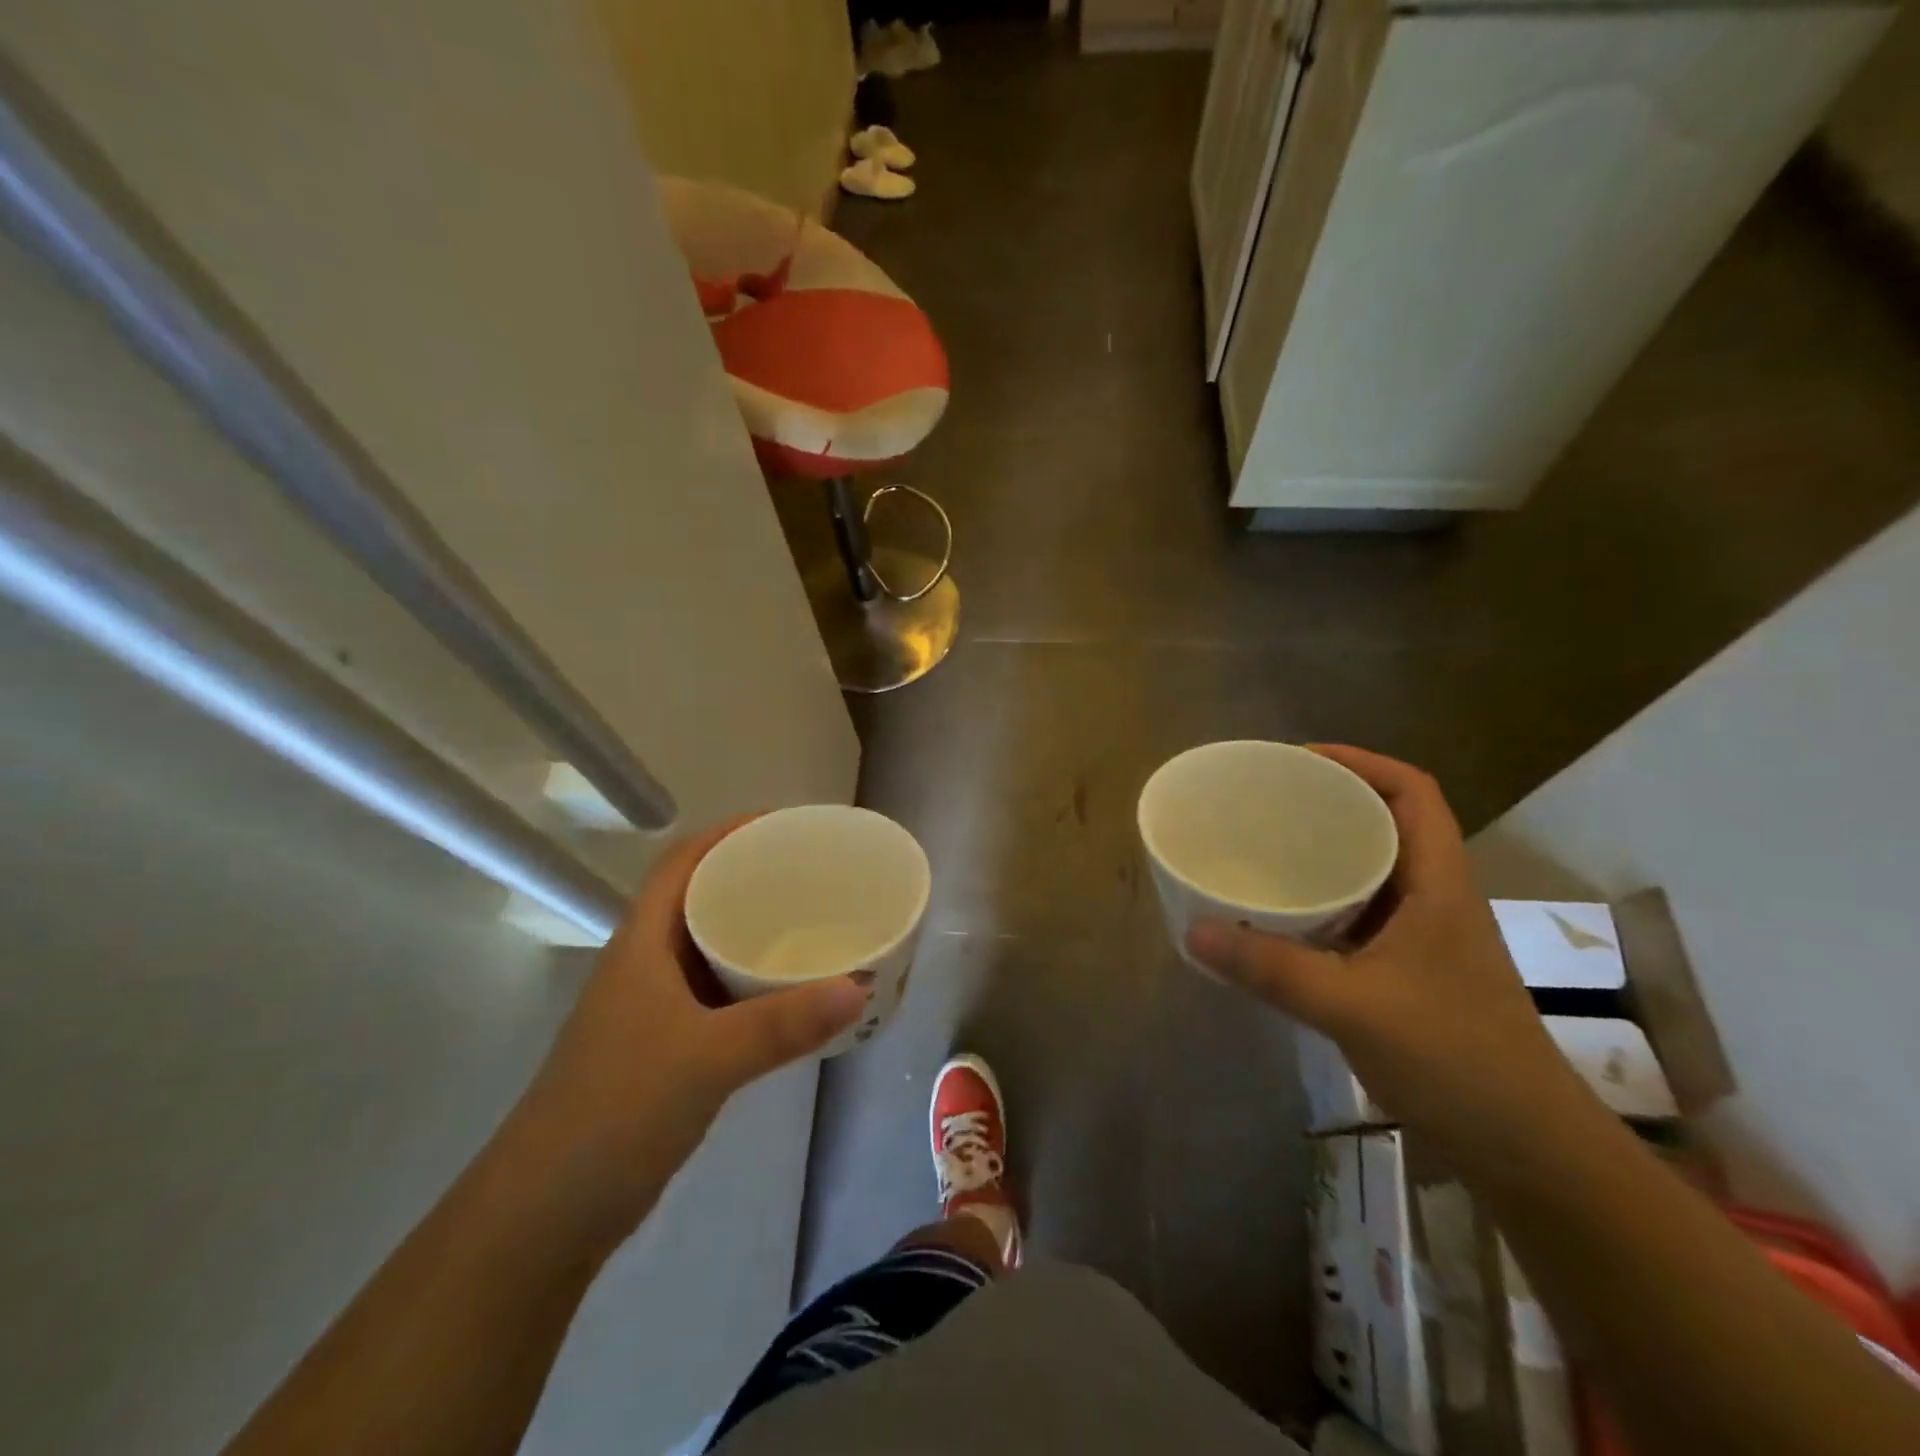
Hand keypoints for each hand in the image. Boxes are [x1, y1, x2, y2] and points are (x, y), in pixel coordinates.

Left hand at [508, 820, 866, 1253]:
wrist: (547, 1213)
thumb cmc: (615, 1112)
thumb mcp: (704, 1059)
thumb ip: (782, 1024)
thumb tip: (858, 987)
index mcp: (642, 944)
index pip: (681, 863)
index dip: (727, 833)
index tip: (785, 826)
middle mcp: (646, 965)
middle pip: (700, 899)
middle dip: (752, 878)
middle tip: (814, 873)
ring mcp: (655, 1009)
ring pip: (711, 949)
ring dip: (756, 932)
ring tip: (815, 922)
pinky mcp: (668, 1048)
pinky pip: (720, 995)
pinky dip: (755, 984)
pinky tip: (791, 993)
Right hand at [1187, 746, 1592, 1171]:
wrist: (1528, 1151)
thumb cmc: (1457, 1061)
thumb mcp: (1354, 1007)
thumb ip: (1271, 968)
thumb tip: (1193, 930)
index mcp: (1439, 884)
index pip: (1413, 793)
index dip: (1361, 762)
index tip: (1300, 759)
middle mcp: (1435, 899)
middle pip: (1388, 824)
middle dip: (1330, 802)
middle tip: (1267, 801)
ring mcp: (1424, 939)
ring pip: (1372, 872)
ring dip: (1325, 854)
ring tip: (1265, 847)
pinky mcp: (1409, 974)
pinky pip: (1358, 916)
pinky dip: (1321, 904)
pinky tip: (1280, 918)